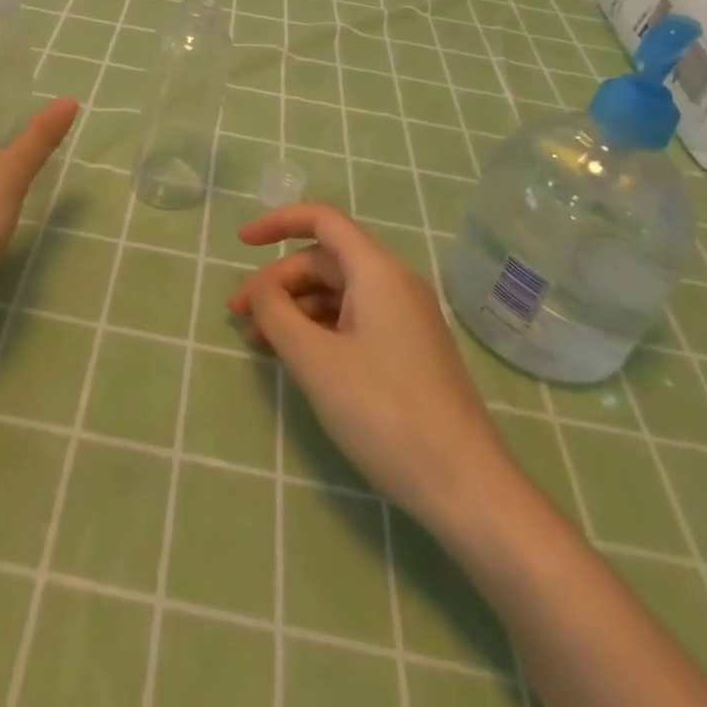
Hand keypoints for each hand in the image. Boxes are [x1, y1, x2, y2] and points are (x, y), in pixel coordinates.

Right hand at [227, 204, 516, 533]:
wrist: (466, 487)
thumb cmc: (385, 413)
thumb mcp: (316, 362)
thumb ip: (276, 314)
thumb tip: (259, 288)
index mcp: (377, 271)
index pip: (322, 220)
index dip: (278, 222)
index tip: (241, 243)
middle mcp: (394, 283)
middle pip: (325, 260)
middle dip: (278, 281)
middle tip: (239, 316)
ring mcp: (405, 318)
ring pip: (337, 293)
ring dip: (294, 308)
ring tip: (259, 342)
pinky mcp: (408, 350)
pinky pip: (353, 320)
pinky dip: (318, 329)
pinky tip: (297, 358)